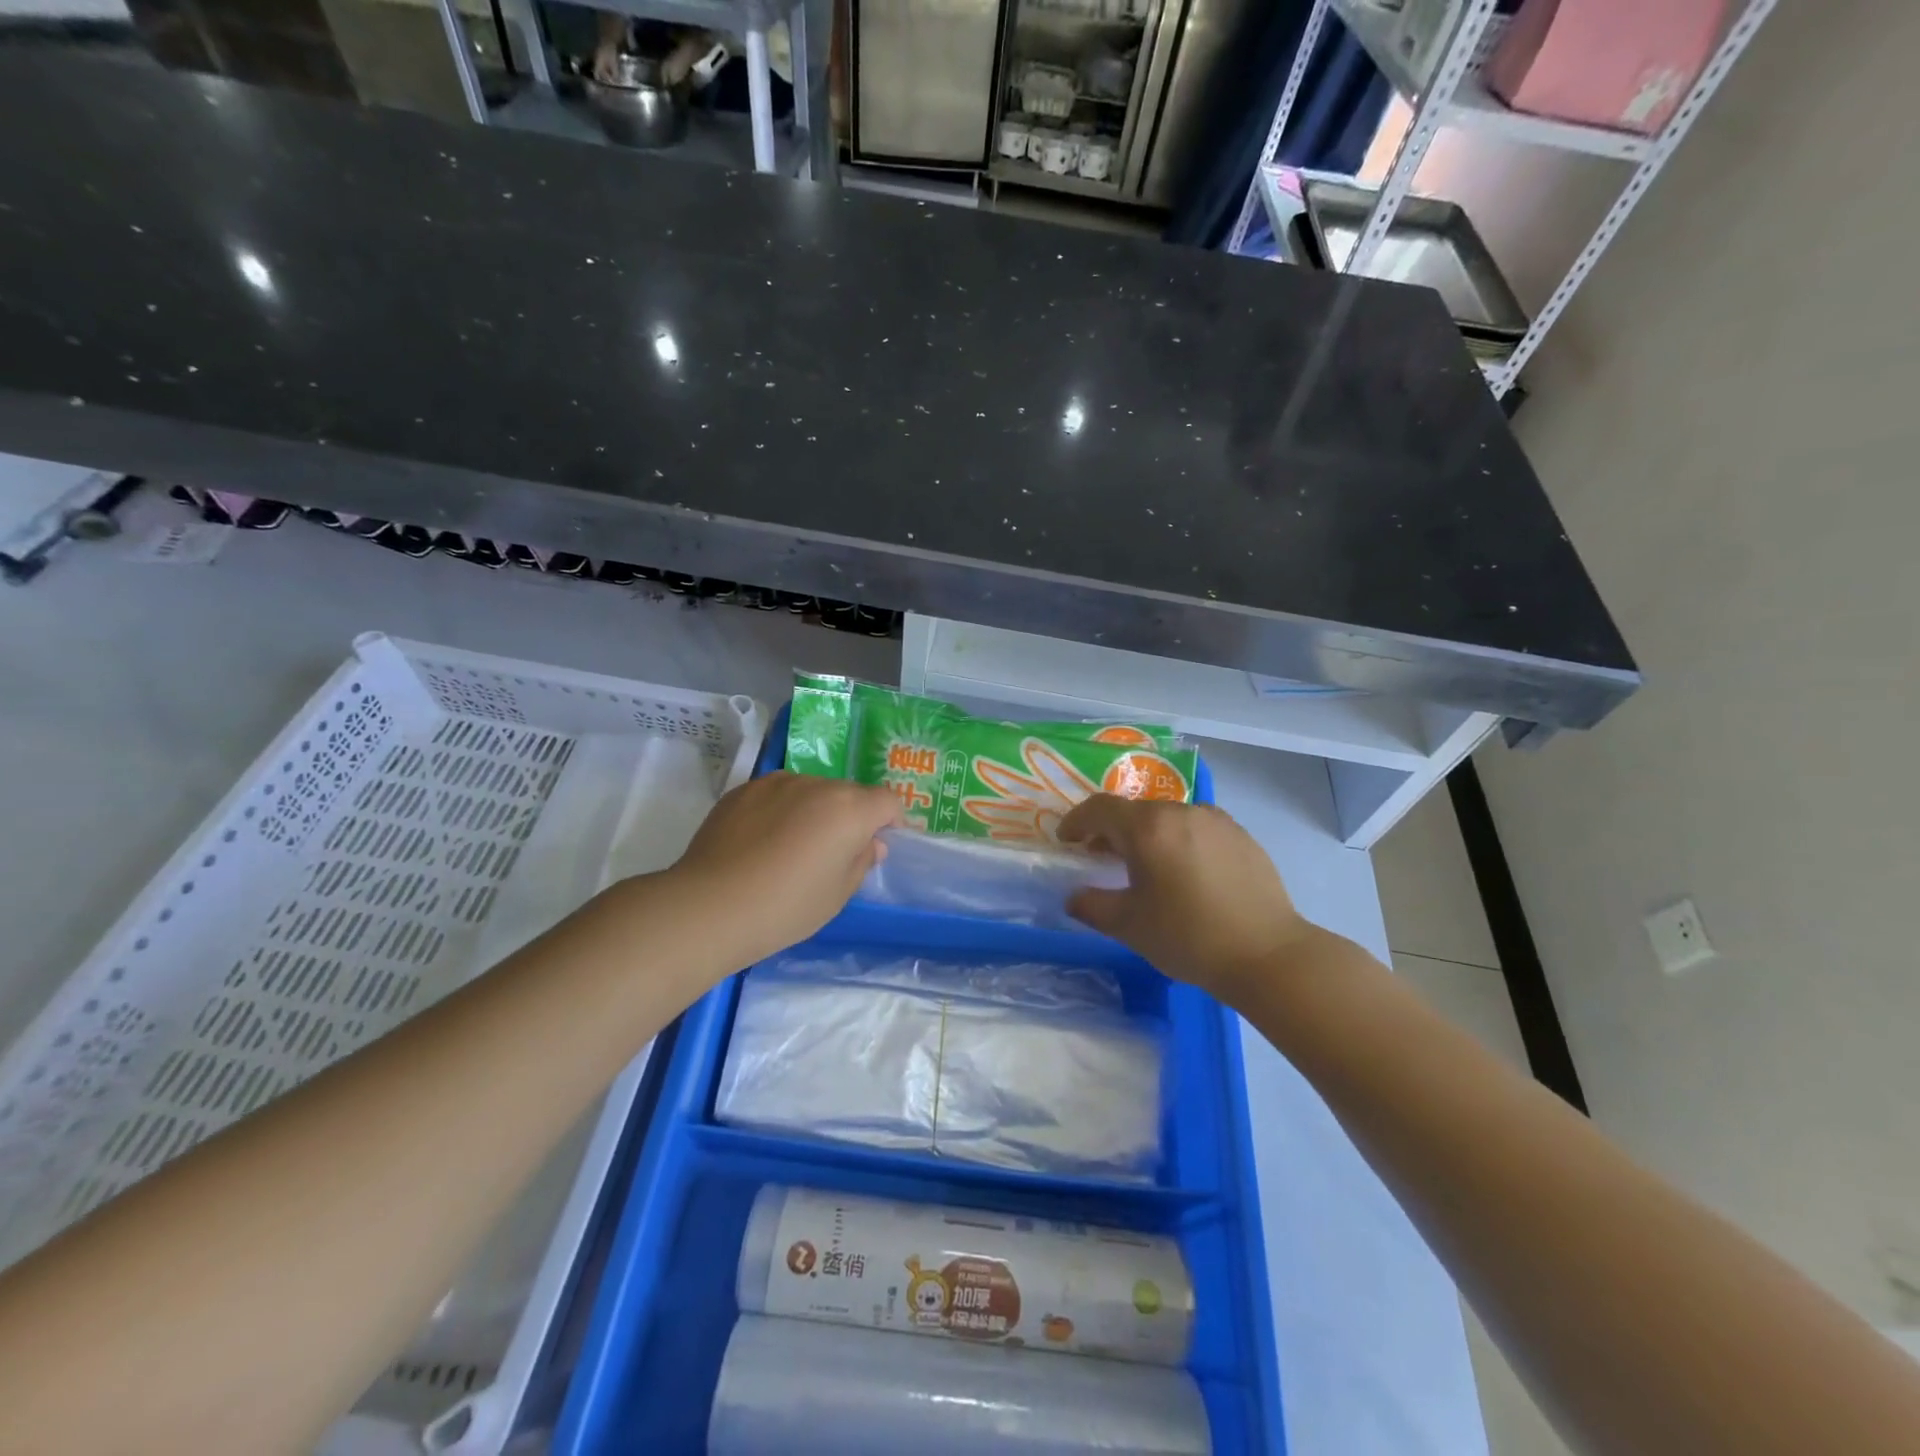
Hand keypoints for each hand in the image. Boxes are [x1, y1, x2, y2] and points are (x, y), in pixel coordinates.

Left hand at [667, 772, 902, 964]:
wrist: (708, 907)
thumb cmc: (786, 907)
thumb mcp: (837, 895)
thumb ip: (861, 861)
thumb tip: (870, 843)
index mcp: (849, 808)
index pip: (887, 801)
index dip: (891, 822)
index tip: (880, 845)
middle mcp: (816, 784)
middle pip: (848, 793)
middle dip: (851, 817)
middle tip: (835, 854)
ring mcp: (776, 783)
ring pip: (810, 792)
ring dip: (814, 812)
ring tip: (792, 849)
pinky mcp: (742, 790)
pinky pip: (776, 796)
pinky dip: (780, 812)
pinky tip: (761, 845)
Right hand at [1057, 795, 1317, 1000]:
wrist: (1267, 955)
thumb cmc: (1188, 937)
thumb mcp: (1129, 926)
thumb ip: (1092, 906)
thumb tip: (1074, 897)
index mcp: (1147, 827)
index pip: (1099, 808)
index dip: (1076, 821)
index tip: (1066, 841)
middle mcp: (1181, 811)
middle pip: (1134, 811)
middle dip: (1111, 830)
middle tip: (1102, 858)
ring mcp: (1216, 820)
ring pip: (1168, 818)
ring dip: (1148, 835)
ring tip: (1147, 867)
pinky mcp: (1241, 836)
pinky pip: (1197, 828)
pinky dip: (1180, 841)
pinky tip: (1186, 874)